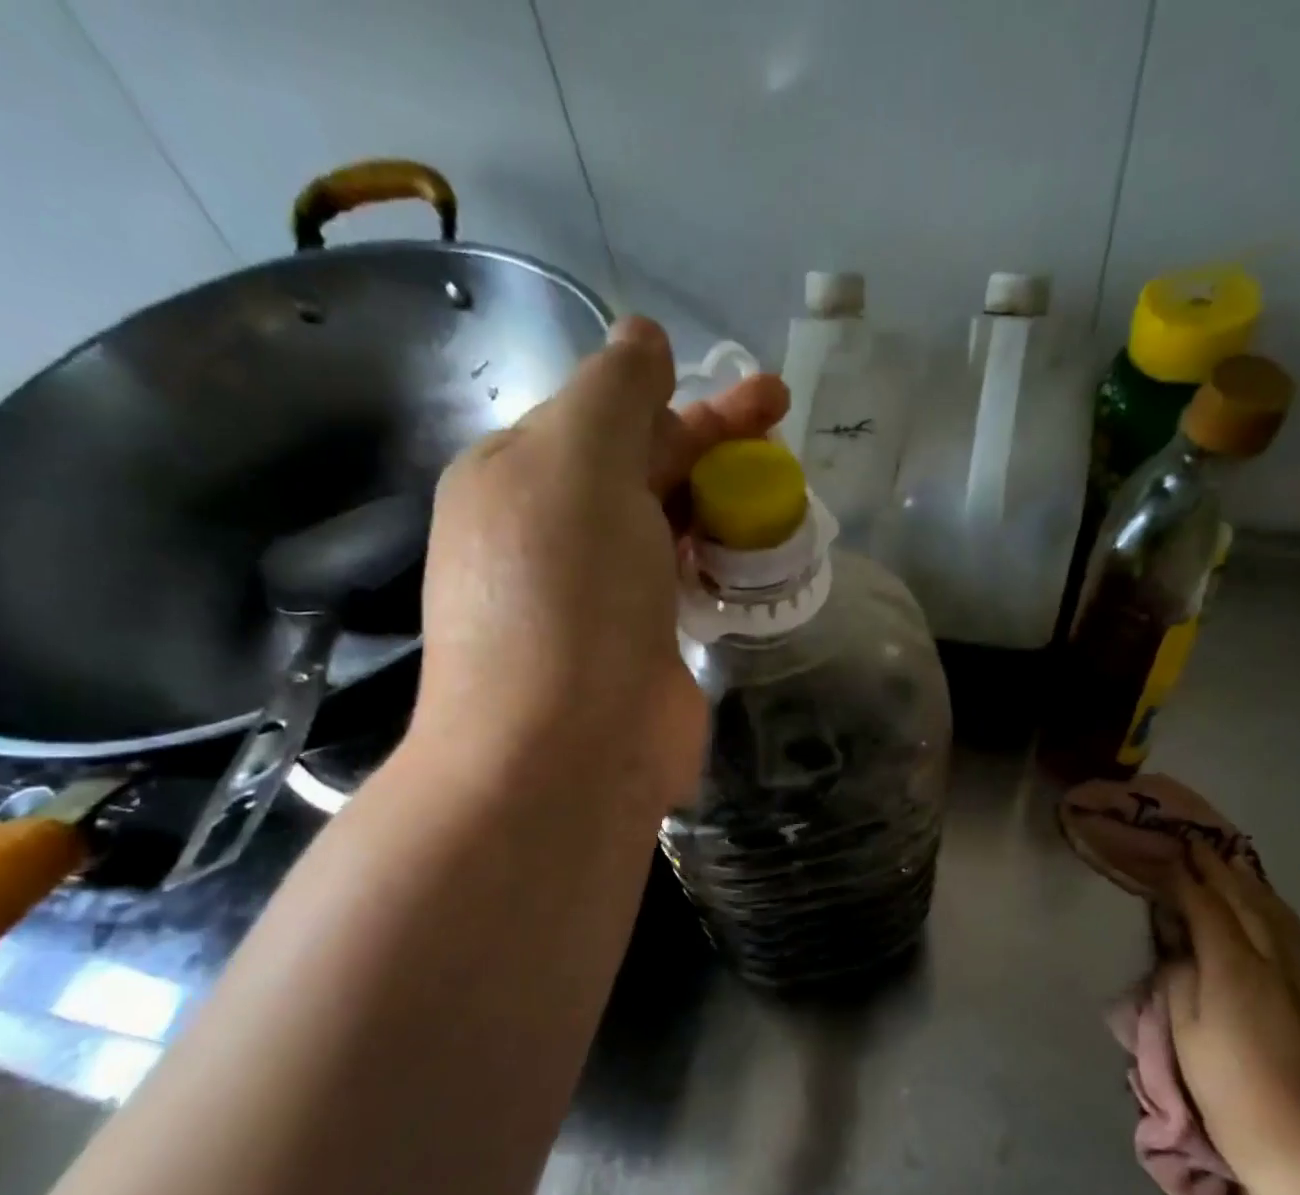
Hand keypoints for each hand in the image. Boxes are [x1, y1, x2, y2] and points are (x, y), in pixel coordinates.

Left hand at [411, 317, 788, 808]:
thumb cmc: (567, 595)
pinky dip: (719, 561)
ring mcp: (596, 598)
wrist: (566, 752)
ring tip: (780, 494)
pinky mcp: (639, 650)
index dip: (681, 398)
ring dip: (720, 502)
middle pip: (641, 468)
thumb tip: (643, 338)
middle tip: (781, 423)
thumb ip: (615, 392)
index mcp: (518, 478)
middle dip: (712, 441)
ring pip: (666, 527)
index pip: (606, 415)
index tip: (754, 396)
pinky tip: (756, 556)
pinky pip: (683, 584)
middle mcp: (550, 535)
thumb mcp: (578, 462)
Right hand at [1169, 843, 1299, 1186]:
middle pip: (1246, 901)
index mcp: (1233, 967)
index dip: (1187, 880)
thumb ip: (1180, 982)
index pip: (1207, 908)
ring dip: (1252, 884)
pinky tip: (1273, 908)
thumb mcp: (1186, 1035)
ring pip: (1278, 914)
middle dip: (1220, 870)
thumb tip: (1183, 954)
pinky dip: (1278, 910)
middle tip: (1198, 845)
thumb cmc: (1233, 1090)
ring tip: (1233, 865)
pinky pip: (1297, 935)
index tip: (1169, 858)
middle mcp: (1274, 960)